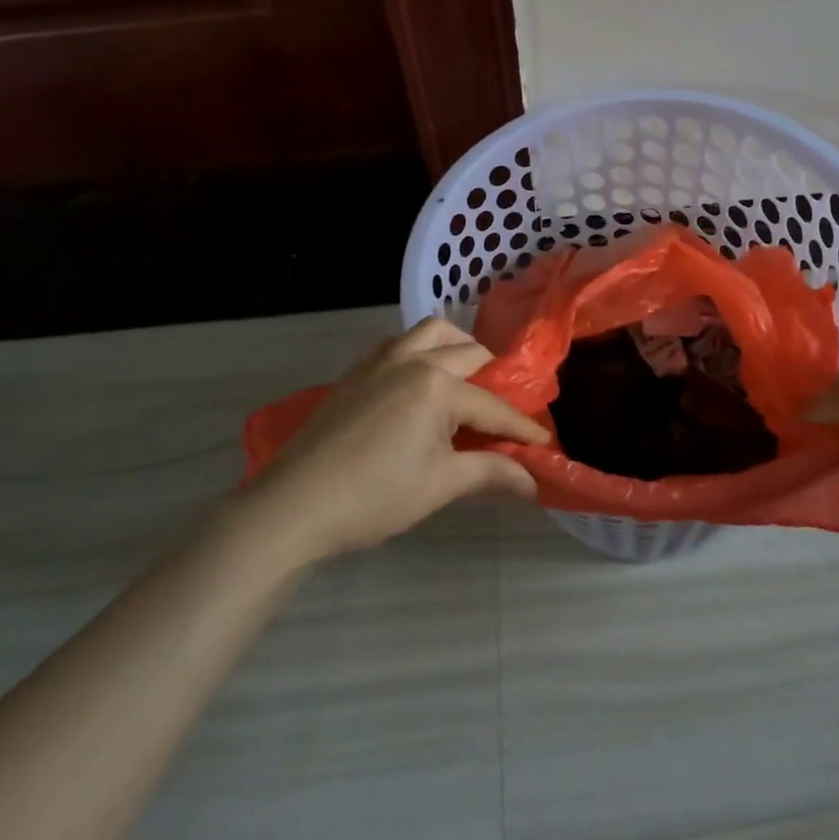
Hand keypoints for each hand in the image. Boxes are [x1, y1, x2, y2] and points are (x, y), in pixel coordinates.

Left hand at [246, 319, 547, 560]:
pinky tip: (418, 384)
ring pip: (430, 333)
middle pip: (468, 354)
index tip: (545, 442)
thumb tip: (532, 483)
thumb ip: (490, 473)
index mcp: (436, 385)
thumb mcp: (440, 485)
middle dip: (494, 379)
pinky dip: (419, 352)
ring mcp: (379, 361)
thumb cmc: (374, 496)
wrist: (293, 506)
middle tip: (503, 414)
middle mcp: (411, 359)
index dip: (522, 427)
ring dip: (456, 349)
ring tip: (464, 382)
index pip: (492, 405)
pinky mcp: (355, 372)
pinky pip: (398, 344)